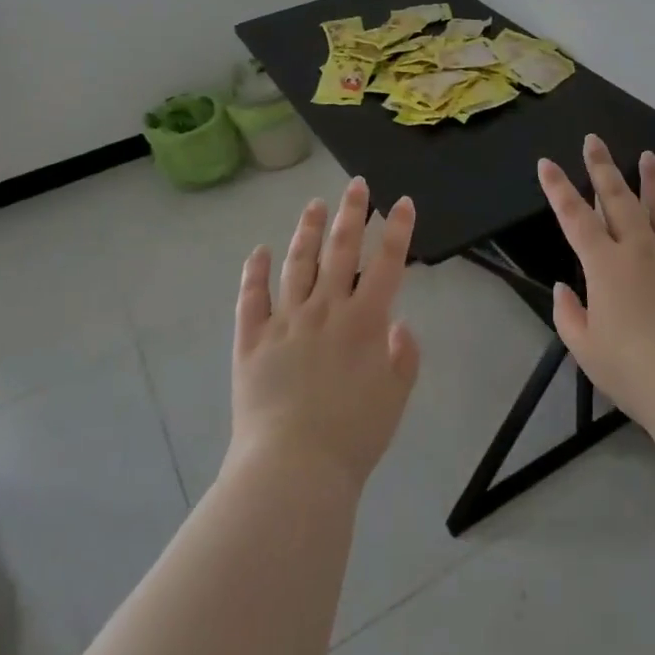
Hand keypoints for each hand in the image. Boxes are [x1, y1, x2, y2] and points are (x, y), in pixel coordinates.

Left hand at [227, 178, 422, 492]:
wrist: (293, 469)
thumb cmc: (353, 437)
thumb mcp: (395, 399)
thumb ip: (403, 357)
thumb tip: (398, 322)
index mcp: (365, 322)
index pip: (387, 263)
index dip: (398, 230)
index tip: (402, 201)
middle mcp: (325, 310)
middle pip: (341, 250)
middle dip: (352, 213)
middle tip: (356, 185)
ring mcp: (285, 321)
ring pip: (298, 263)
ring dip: (308, 231)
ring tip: (314, 205)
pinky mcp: (252, 339)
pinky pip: (252, 298)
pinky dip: (255, 272)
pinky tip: (259, 251)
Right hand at [539, 136, 654, 438]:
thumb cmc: (637, 372)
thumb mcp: (586, 351)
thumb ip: (569, 315)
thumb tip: (563, 288)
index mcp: (606, 265)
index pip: (575, 217)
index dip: (558, 188)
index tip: (547, 162)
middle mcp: (641, 248)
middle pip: (618, 198)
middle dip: (602, 167)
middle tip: (594, 139)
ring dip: (654, 179)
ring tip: (649, 156)